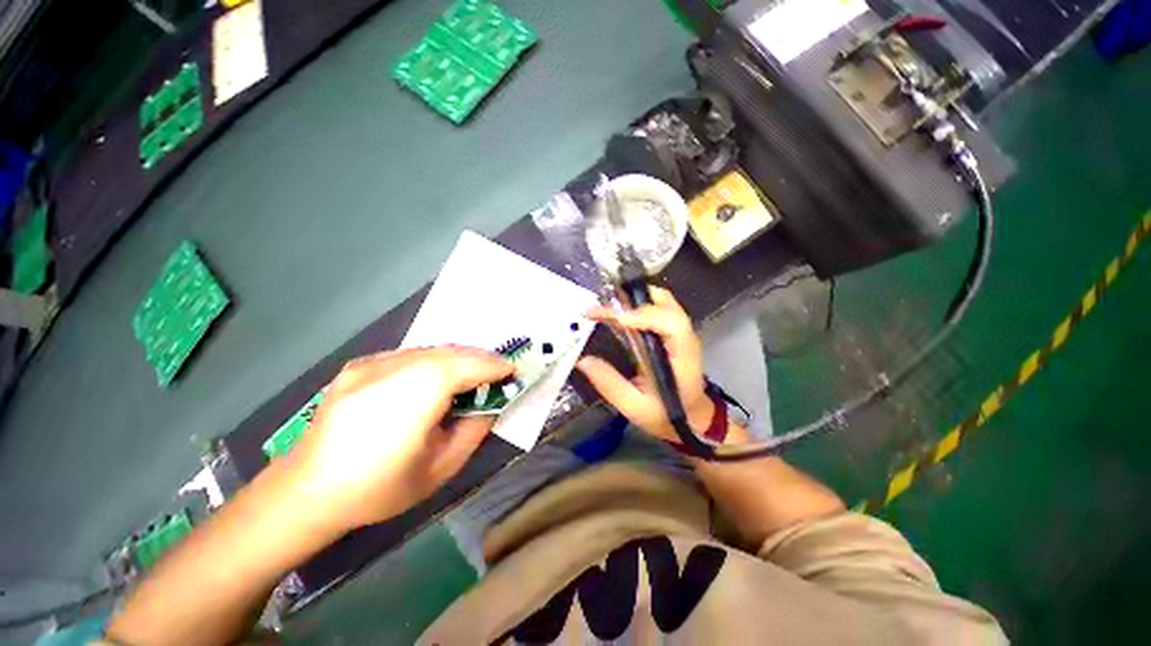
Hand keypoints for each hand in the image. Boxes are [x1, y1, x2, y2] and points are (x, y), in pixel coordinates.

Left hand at [285, 347, 512, 532]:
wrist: (305, 492)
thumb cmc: (379, 489)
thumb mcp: (441, 468)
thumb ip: (474, 429)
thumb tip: (491, 404)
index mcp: (414, 394)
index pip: (468, 365)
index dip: (495, 365)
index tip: (513, 372)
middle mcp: (392, 368)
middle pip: (451, 352)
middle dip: (480, 359)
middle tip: (496, 373)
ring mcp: (371, 363)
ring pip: (430, 350)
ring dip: (457, 359)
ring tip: (470, 376)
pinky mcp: (358, 365)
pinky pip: (409, 355)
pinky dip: (432, 361)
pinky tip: (433, 380)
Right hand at [577, 287, 714, 441]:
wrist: (691, 418)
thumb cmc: (666, 415)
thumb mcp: (635, 407)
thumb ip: (610, 384)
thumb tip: (582, 361)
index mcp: (682, 355)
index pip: (672, 323)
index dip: (646, 315)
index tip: (617, 319)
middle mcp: (684, 336)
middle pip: (666, 303)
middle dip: (633, 300)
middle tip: (602, 308)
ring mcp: (679, 331)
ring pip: (661, 300)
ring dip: (633, 299)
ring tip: (605, 308)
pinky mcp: (671, 331)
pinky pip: (656, 307)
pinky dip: (635, 304)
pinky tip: (617, 313)